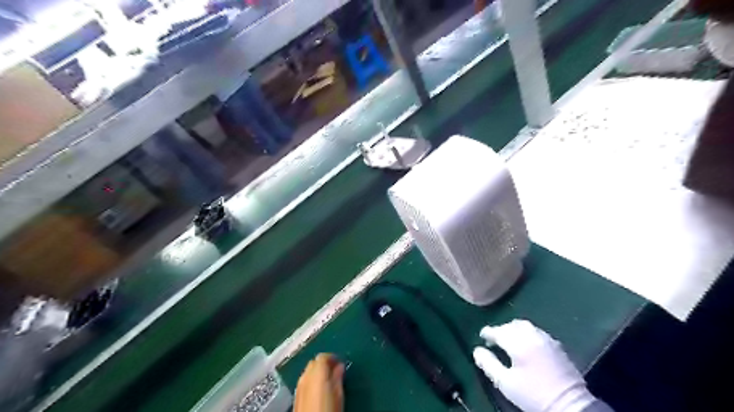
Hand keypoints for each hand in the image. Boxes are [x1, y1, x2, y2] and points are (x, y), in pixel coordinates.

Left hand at [295, 352, 345, 411]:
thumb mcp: (339, 395)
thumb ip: (338, 378)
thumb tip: (340, 366)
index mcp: (317, 373)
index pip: (323, 357)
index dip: (332, 357)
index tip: (340, 363)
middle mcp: (305, 376)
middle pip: (313, 362)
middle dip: (324, 364)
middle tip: (335, 371)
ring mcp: (298, 386)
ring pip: (308, 371)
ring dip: (317, 372)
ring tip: (328, 381)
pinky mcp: (295, 396)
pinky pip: (304, 381)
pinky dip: (311, 381)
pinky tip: (318, 390)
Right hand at [477, 321, 595, 411]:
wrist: (569, 405)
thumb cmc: (533, 395)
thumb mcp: (505, 383)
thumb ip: (488, 364)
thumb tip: (477, 351)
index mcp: (518, 343)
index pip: (498, 331)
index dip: (488, 332)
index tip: (482, 336)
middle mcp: (532, 336)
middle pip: (511, 325)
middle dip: (501, 330)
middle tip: (494, 340)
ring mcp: (546, 339)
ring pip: (525, 326)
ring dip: (514, 329)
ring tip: (509, 340)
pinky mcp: (556, 345)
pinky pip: (536, 331)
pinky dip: (527, 333)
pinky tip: (526, 344)